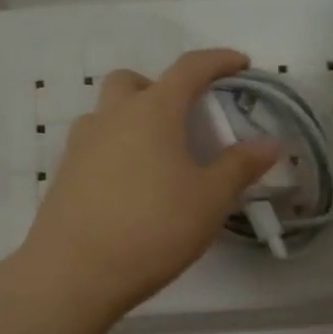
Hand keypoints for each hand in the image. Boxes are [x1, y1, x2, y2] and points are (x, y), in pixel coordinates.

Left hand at [21, 49, 278, 320]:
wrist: (74, 272)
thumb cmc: (152, 229)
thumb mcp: (209, 200)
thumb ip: (240, 166)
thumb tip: (270, 142)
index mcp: (152, 111)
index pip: (189, 69)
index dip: (218, 61)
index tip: (240, 63)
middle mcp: (111, 117)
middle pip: (132, 82)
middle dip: (160, 87)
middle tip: (182, 116)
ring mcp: (80, 145)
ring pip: (106, 114)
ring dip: (131, 119)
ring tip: (156, 156)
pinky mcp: (63, 175)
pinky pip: (93, 146)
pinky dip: (114, 151)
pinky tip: (128, 186)